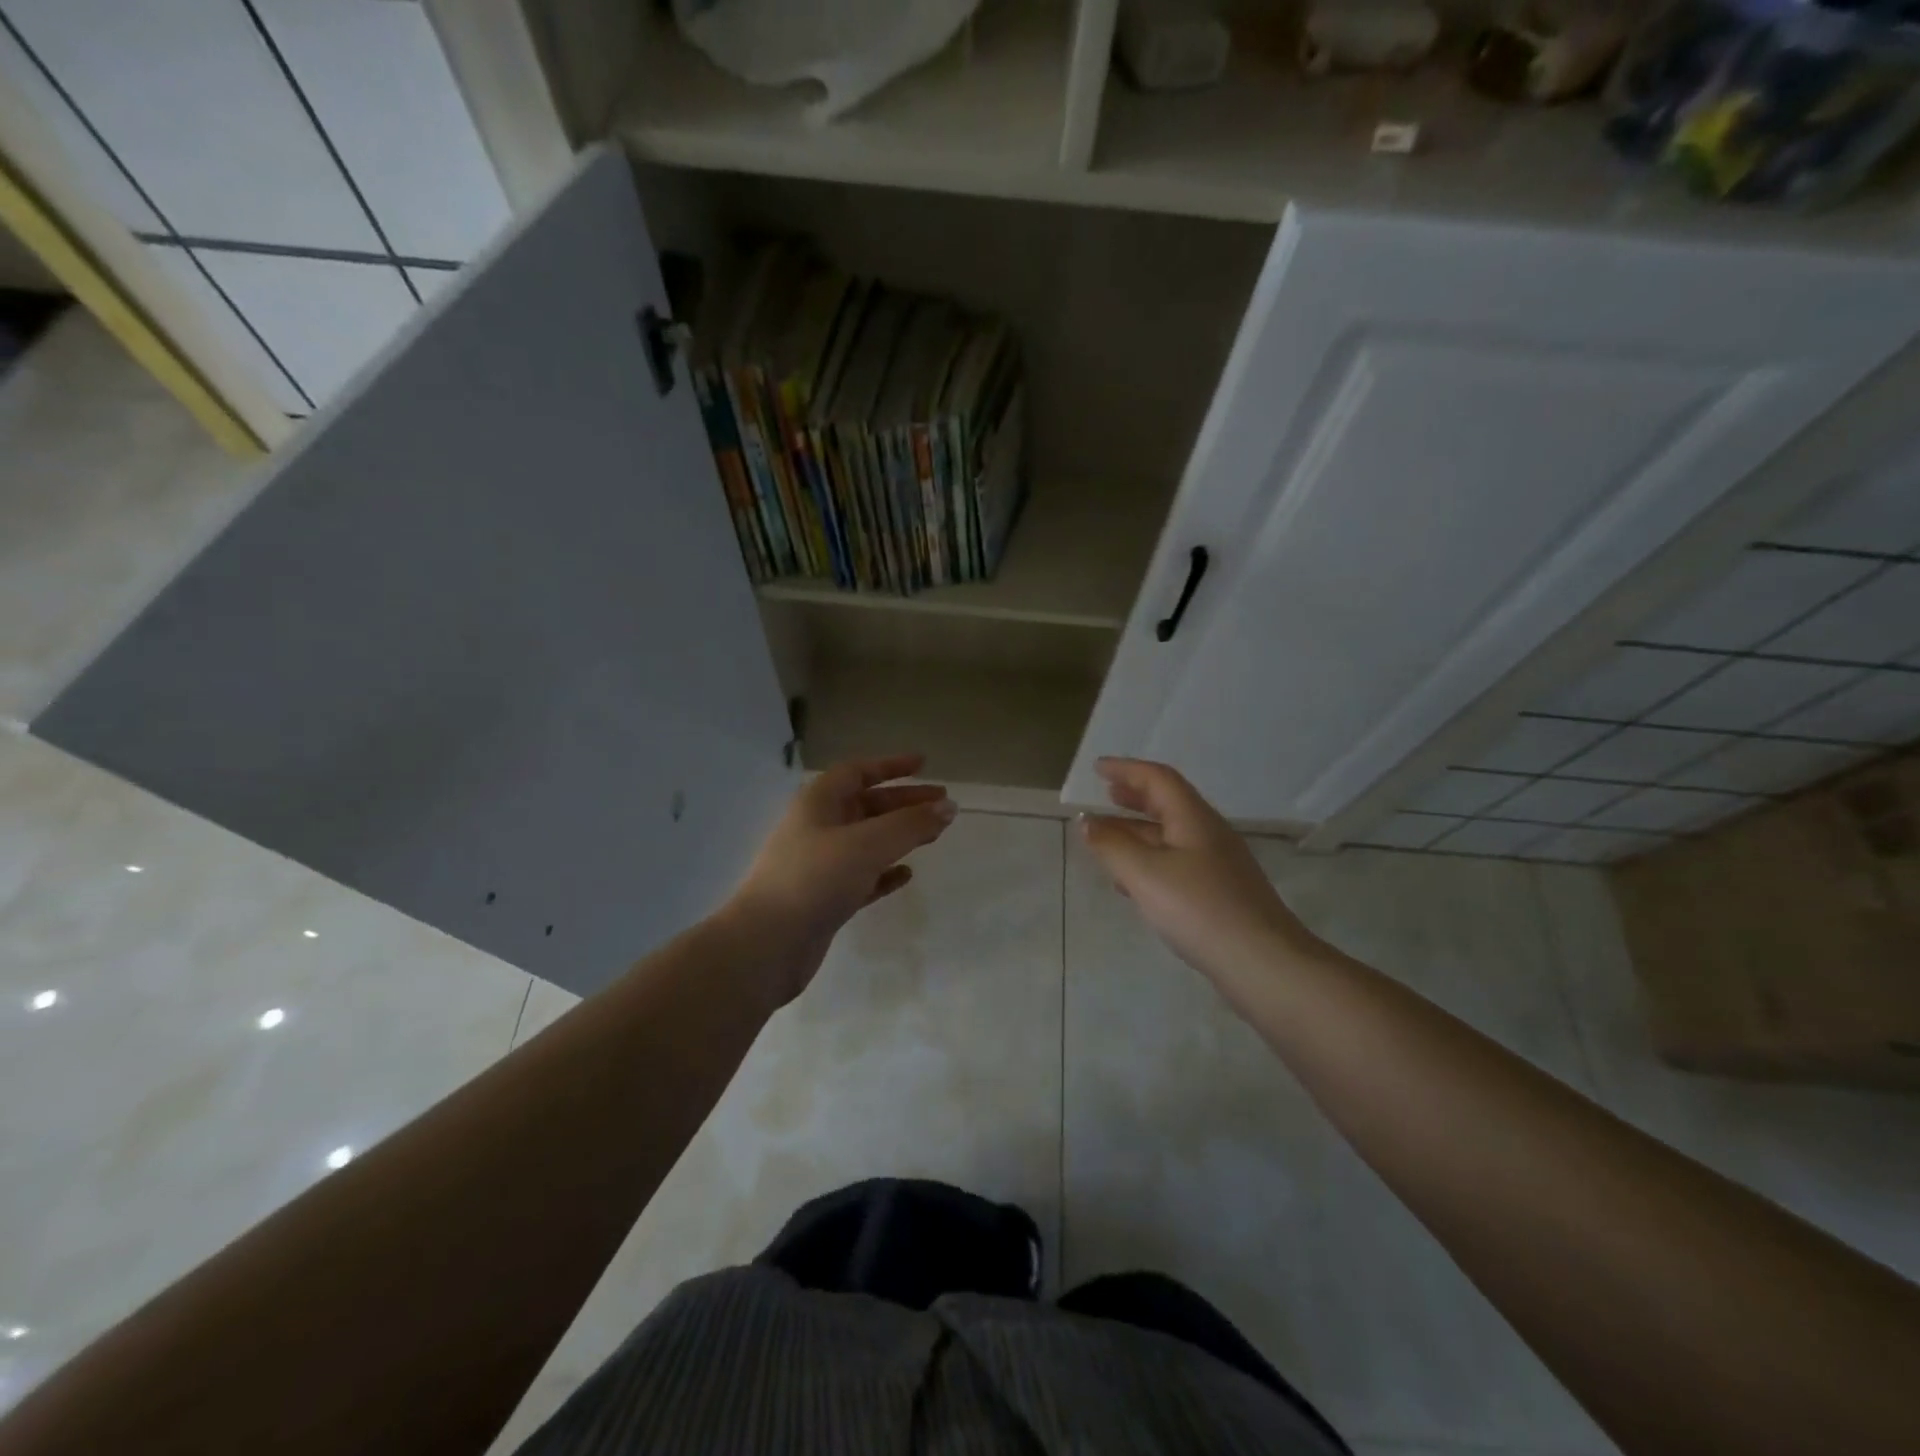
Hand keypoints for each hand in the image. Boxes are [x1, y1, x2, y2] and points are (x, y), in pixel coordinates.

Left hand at [728, 753, 955, 1004]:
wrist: (767, 944)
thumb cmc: (815, 878)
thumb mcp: (868, 844)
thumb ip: (911, 824)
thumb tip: (949, 806)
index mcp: (819, 802)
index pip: (858, 771)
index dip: (891, 766)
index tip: (924, 764)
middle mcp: (817, 827)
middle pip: (867, 805)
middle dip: (905, 802)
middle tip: (943, 804)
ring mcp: (820, 864)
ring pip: (867, 841)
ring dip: (900, 835)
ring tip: (935, 835)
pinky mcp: (825, 898)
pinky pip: (862, 876)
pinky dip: (885, 872)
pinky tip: (906, 874)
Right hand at [1080, 757, 1323, 992]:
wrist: (1263, 963)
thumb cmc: (1199, 909)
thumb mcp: (1145, 874)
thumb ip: (1112, 846)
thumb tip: (1087, 822)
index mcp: (1193, 818)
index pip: (1158, 779)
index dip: (1126, 769)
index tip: (1097, 768)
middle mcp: (1209, 833)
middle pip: (1168, 803)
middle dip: (1134, 796)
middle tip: (1106, 794)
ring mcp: (1219, 864)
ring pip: (1172, 835)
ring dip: (1139, 830)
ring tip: (1108, 837)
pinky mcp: (1221, 892)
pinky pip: (1178, 861)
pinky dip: (1150, 859)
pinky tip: (1133, 882)